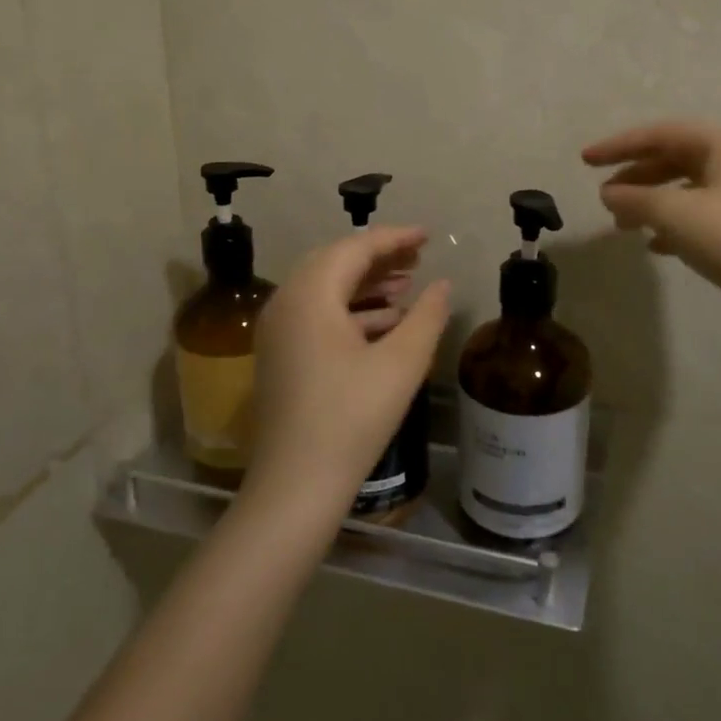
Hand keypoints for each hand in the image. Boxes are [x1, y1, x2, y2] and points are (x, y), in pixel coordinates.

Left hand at [248, 226, 451, 515]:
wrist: (296, 486)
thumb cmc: (352, 418)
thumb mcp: (401, 364)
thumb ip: (427, 316)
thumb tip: (441, 285)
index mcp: (310, 294)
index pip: (355, 248)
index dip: (395, 238)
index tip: (427, 235)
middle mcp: (286, 302)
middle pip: (336, 263)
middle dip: (379, 257)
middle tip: (418, 257)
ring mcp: (278, 330)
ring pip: (326, 289)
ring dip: (366, 284)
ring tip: (407, 286)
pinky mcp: (281, 354)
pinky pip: (317, 314)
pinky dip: (351, 310)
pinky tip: (385, 323)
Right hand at [582, 120, 720, 308]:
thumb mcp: (674, 213)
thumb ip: (634, 198)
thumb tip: (607, 193)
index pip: (661, 133)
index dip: (619, 145)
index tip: (586, 160)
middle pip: (674, 159)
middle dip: (635, 177)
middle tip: (604, 196)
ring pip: (685, 190)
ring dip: (650, 203)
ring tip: (622, 224)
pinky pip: (700, 216)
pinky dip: (672, 225)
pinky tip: (655, 246)